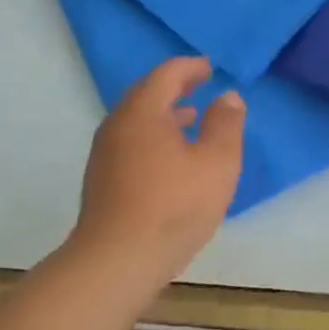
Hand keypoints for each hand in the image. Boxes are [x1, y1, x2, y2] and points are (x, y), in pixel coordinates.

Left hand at [71, 57, 244, 290]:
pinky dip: (152, 134)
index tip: (210, 68)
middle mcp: (118, 124)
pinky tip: (170, 157)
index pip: (166, 74)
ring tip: (189, 117)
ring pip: (136, 119)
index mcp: (143, 111)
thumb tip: (227, 96)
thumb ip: (226, 124)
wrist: (115, 262)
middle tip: (199, 84)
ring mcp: (105, 153)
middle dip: (175, 86)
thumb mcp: (217, 163)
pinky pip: (130, 140)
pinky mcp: (102, 180)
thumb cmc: (173, 206)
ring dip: (163, 112)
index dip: (191, 66)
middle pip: (146, 92)